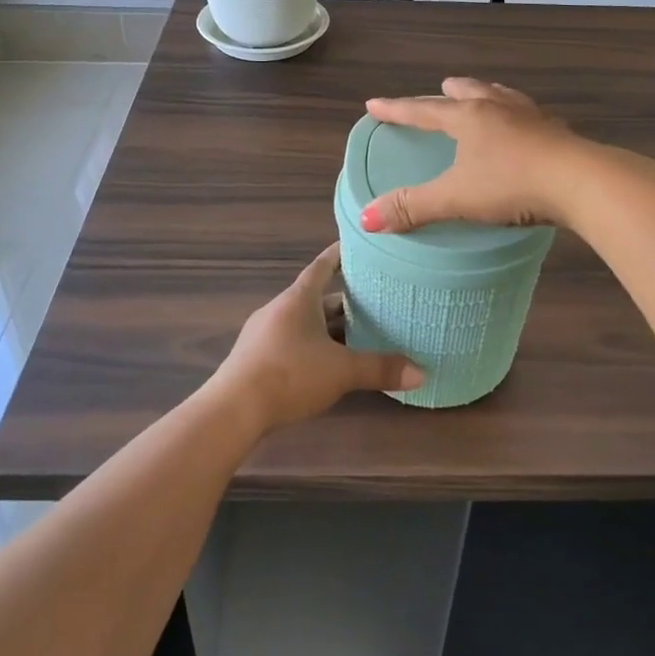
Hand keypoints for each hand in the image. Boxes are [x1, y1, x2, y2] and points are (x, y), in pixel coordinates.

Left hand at [204, 244, 423, 431]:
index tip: (357, 246)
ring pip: (304, 323)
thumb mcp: (341, 372)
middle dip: (343, 301)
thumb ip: (380, 369)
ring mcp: (264, 334)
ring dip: (328, 328)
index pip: (322, 266)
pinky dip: (312, 347)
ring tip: (358, 335)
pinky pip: (292, 342)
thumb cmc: (289, 374)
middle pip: (315, 298)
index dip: (339, 255)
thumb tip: (422, 373)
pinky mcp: (256, 359)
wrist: (233, 410)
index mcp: (298, 299)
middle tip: (374, 301)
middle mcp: (280, 309)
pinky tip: (327, 364)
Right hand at [361, 78, 593, 233]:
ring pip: (503, 97)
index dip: (396, 109)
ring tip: (483, 98)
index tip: (374, 104)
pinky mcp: (559, 133)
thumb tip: (367, 218)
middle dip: (449, 92)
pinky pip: (530, 117)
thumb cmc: (512, 184)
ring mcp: (532, 118)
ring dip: (487, 96)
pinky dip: (518, 118)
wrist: (582, 182)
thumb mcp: (456, 198)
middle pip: (468, 91)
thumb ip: (413, 207)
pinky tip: (525, 130)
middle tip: (441, 89)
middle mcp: (498, 108)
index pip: (423, 110)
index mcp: (469, 117)